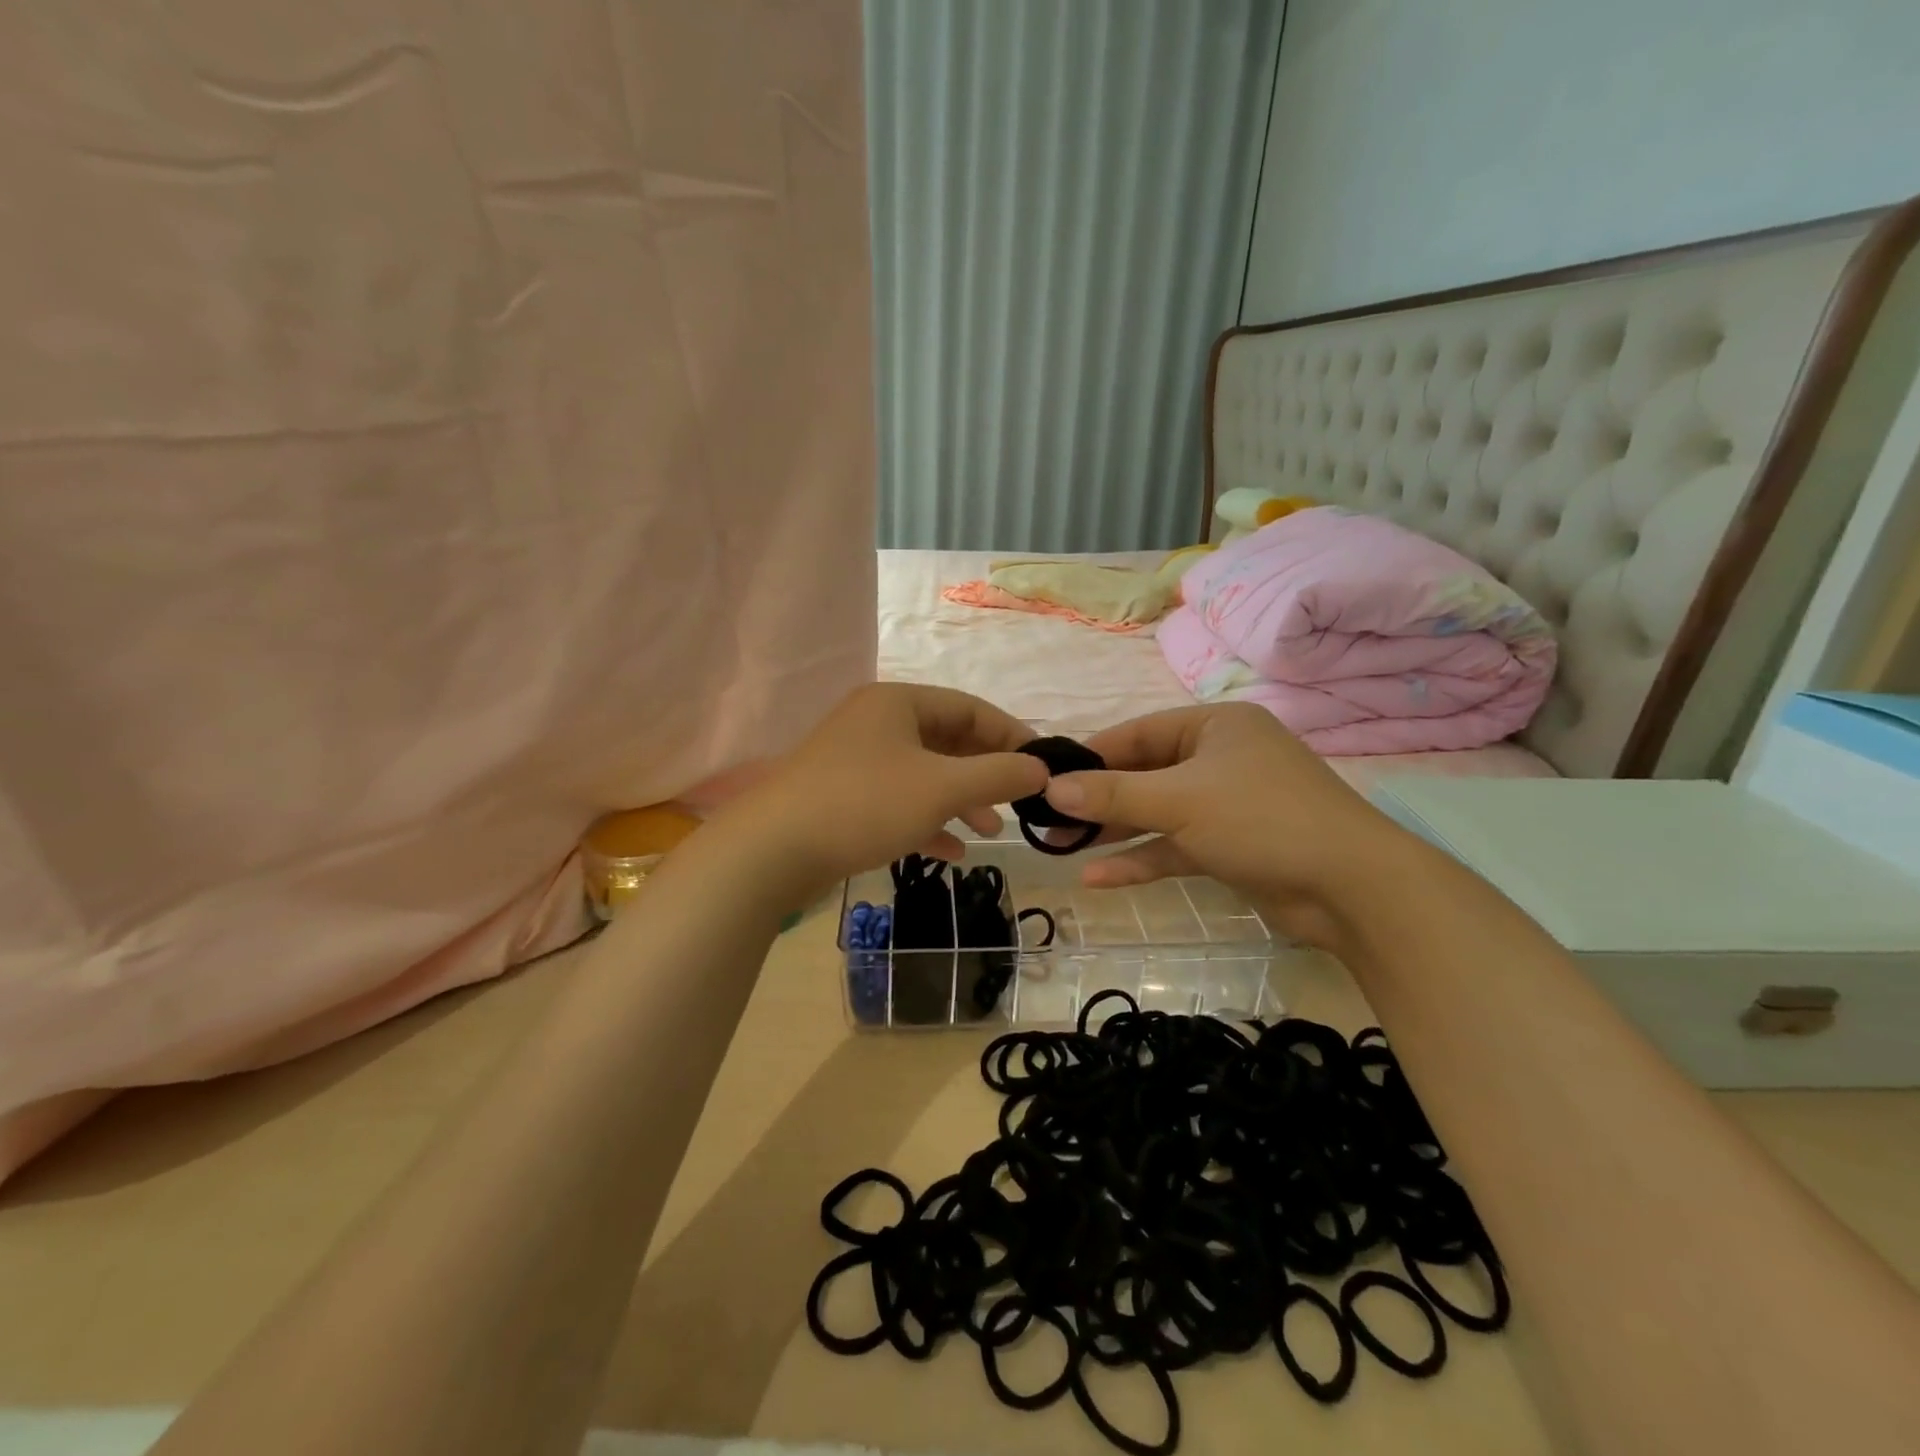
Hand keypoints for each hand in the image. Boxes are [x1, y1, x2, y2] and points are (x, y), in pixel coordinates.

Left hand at [731, 684, 1047, 899]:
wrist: (772, 850)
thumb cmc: (865, 804)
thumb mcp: (942, 787)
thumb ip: (997, 776)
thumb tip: (1042, 769)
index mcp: (898, 703)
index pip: (969, 708)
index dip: (1011, 735)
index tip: (1042, 765)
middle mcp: (876, 723)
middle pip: (947, 740)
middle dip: (985, 773)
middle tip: (1017, 801)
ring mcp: (856, 761)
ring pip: (924, 774)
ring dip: (960, 800)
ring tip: (990, 831)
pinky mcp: (843, 797)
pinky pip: (899, 801)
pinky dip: (927, 820)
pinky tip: (950, 851)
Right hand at [1041, 703, 1414, 945]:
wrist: (1352, 888)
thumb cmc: (1261, 818)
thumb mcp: (1179, 800)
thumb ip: (1114, 794)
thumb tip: (1051, 789)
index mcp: (1215, 727)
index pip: (1138, 733)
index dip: (1091, 756)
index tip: (1047, 777)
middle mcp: (1220, 758)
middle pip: (1145, 774)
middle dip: (1098, 799)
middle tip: (1047, 818)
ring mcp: (1227, 804)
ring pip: (1158, 812)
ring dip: (1114, 831)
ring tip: (1060, 847)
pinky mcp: (1231, 846)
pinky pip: (1176, 846)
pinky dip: (1142, 859)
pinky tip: (1098, 878)